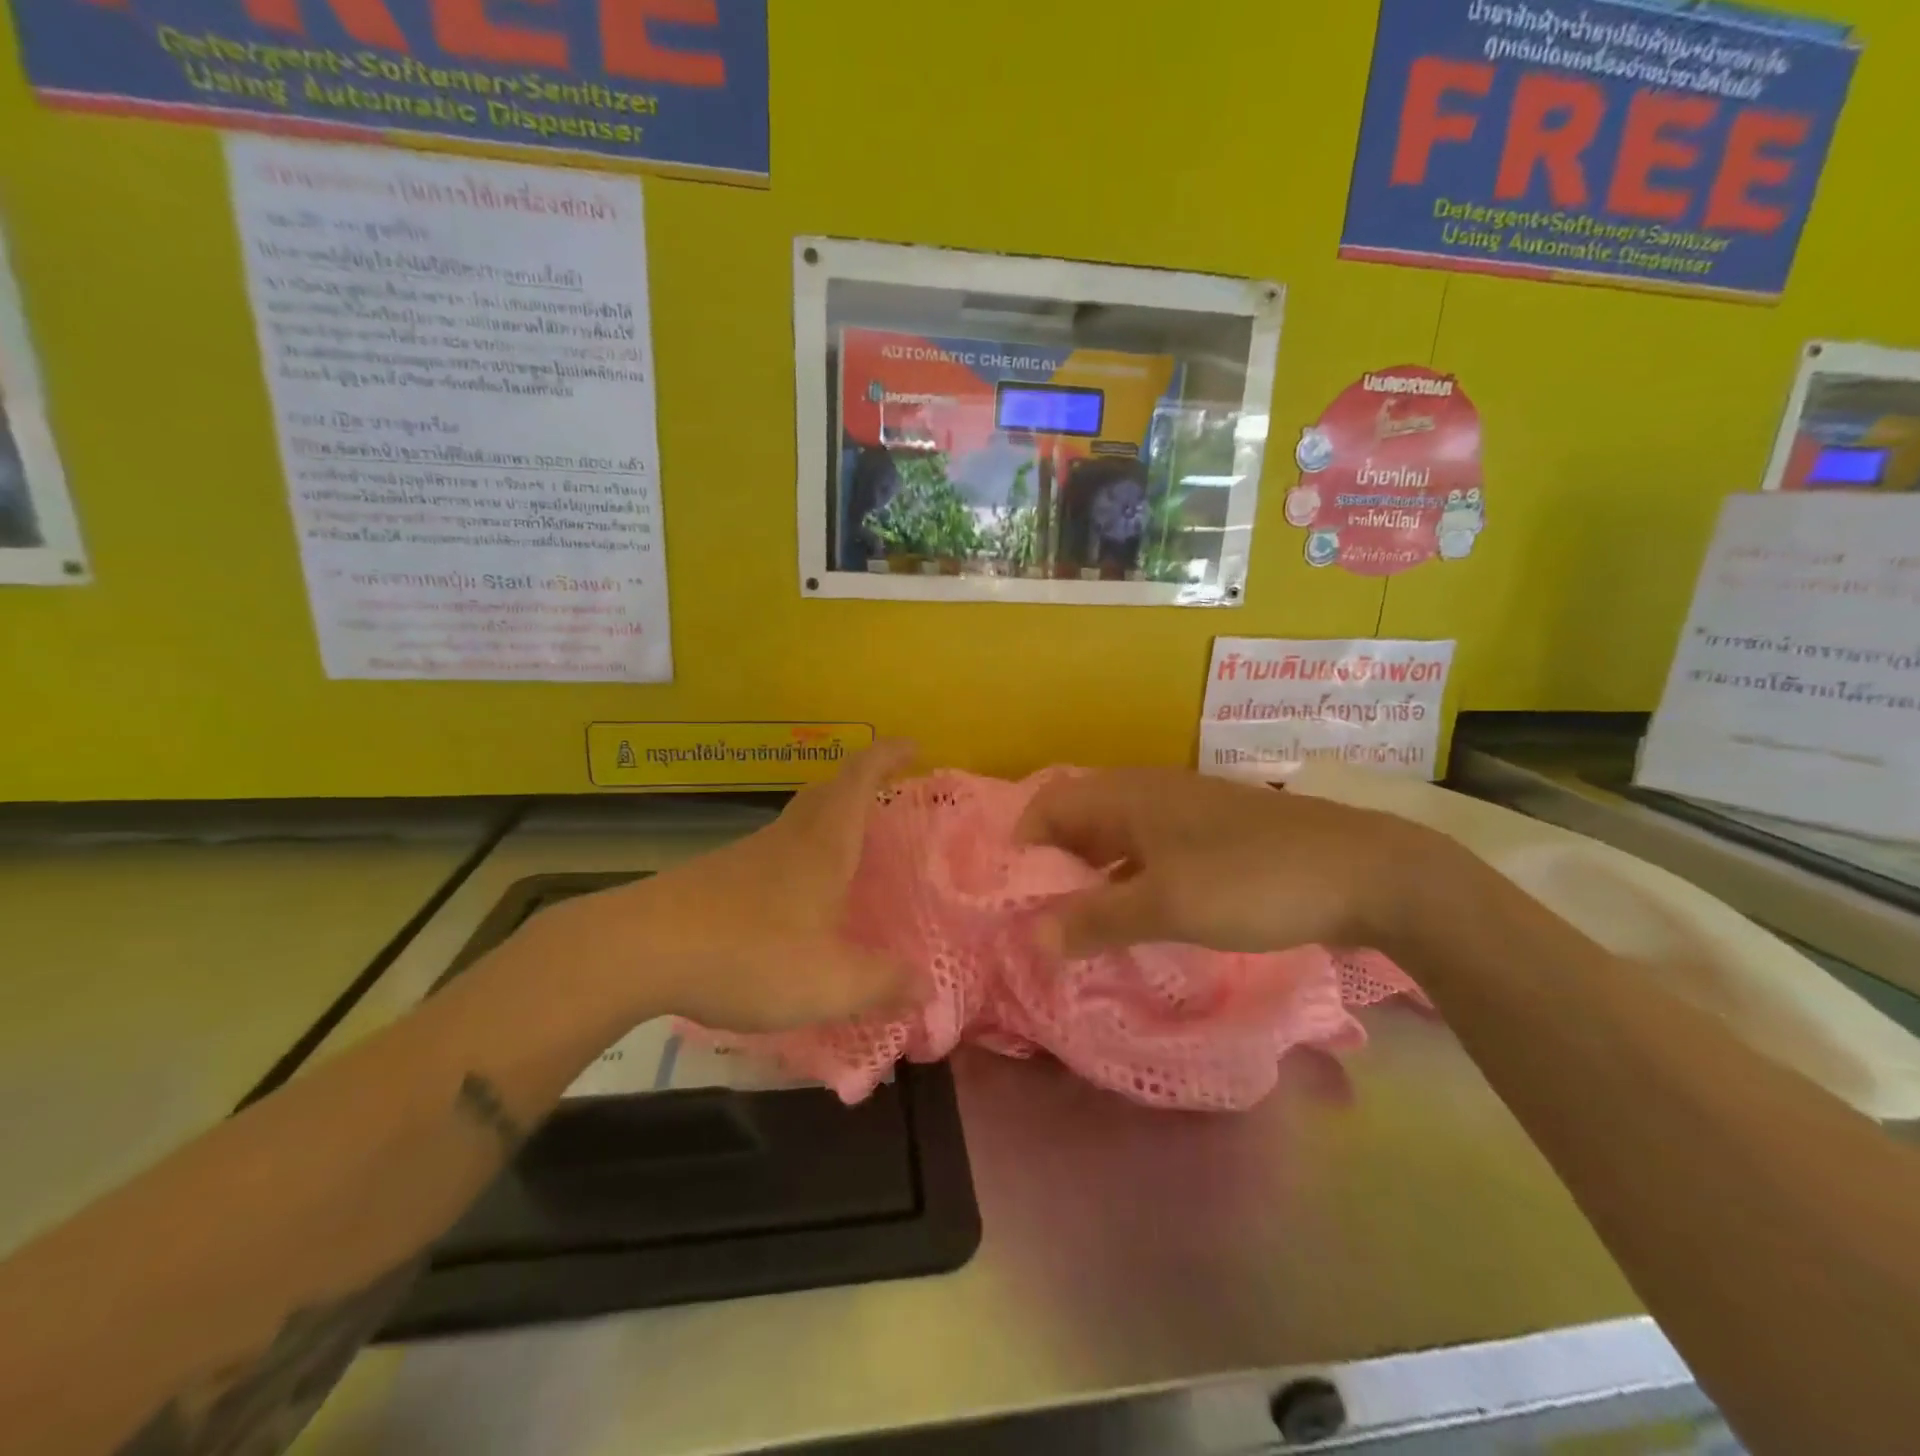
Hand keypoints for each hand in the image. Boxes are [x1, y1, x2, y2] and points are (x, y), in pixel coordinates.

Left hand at [561, 741, 917, 1033]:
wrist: (638, 952)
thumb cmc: (749, 954)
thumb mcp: (829, 981)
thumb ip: (882, 984)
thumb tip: (926, 987)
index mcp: (822, 845)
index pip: (859, 778)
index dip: (887, 755)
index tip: (913, 747)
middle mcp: (787, 838)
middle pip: (826, 791)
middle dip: (859, 784)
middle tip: (886, 800)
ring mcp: (747, 855)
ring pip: (797, 823)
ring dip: (827, 824)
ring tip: (850, 860)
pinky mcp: (717, 878)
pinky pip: (772, 854)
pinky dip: (797, 860)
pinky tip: (796, 904)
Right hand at [1016, 767, 1445, 956]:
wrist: (1366, 872)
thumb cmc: (1252, 881)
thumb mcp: (1165, 906)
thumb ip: (1095, 920)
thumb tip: (1033, 939)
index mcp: (1127, 795)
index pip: (1048, 805)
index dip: (1021, 846)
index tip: (1009, 898)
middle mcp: (1149, 792)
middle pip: (1078, 819)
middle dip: (1052, 865)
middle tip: (1037, 917)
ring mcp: (1185, 812)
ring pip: (1116, 837)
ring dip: (1090, 875)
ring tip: (1077, 924)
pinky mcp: (1214, 836)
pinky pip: (1150, 851)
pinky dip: (1129, 879)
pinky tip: (1135, 916)